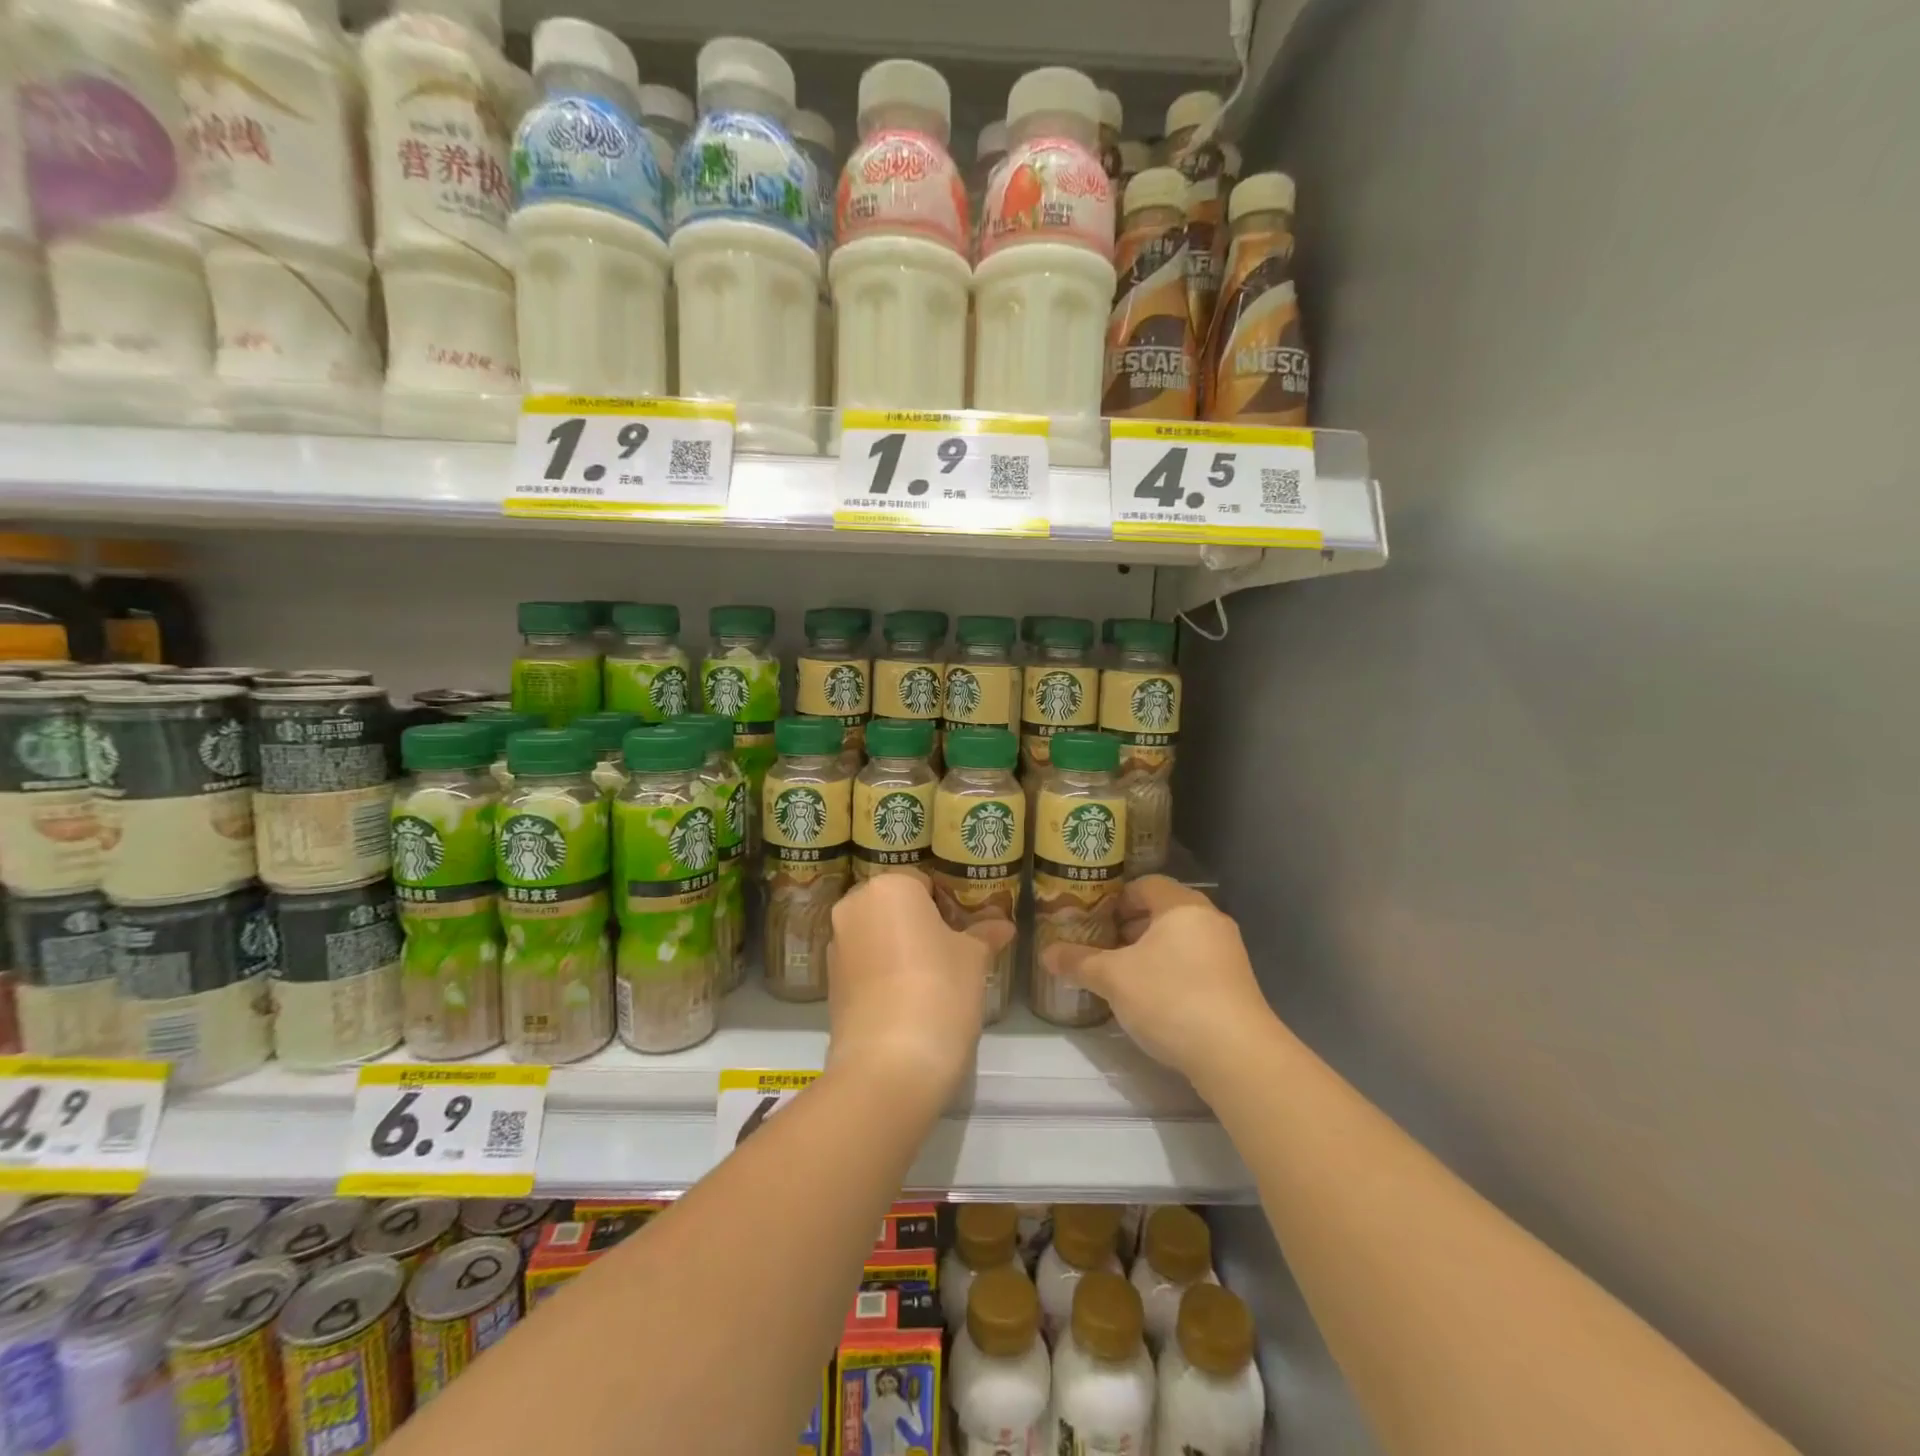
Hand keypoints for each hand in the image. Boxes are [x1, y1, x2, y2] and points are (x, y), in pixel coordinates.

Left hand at [827, 871, 1016, 1101]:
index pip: (924, 882)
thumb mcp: (974, 958)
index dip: (949, 905)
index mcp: (889, 886)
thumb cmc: (940, 991)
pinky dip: (883, 973)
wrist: (889, 1064)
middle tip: (951, 953)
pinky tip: (908, 1001)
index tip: (966, 931)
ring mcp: (836, 945)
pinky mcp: (830, 983)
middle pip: (895, 906)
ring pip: (877, 935)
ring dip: (900, 948)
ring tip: (932, 981)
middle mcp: (853, 906)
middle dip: (921, 924)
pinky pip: (864, 964)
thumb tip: (1002, 924)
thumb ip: (984, 933)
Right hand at [1042, 876, 1276, 1081]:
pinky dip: (1172, 971)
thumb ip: (1079, 962)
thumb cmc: (1170, 998)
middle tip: (1102, 946)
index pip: (1146, 885)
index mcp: (1182, 906)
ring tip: (1123, 974)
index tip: (1094, 919)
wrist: (1236, 1054)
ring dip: (1151, 951)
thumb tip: (1046, 954)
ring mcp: (1228, 953)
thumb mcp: (1114, 979)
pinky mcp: (1236, 985)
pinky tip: (1153, 999)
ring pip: (1181, 940)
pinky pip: (1196, 964)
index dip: (1117, 899)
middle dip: (1131, 927)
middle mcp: (1210, 921)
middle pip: (1164, 911)